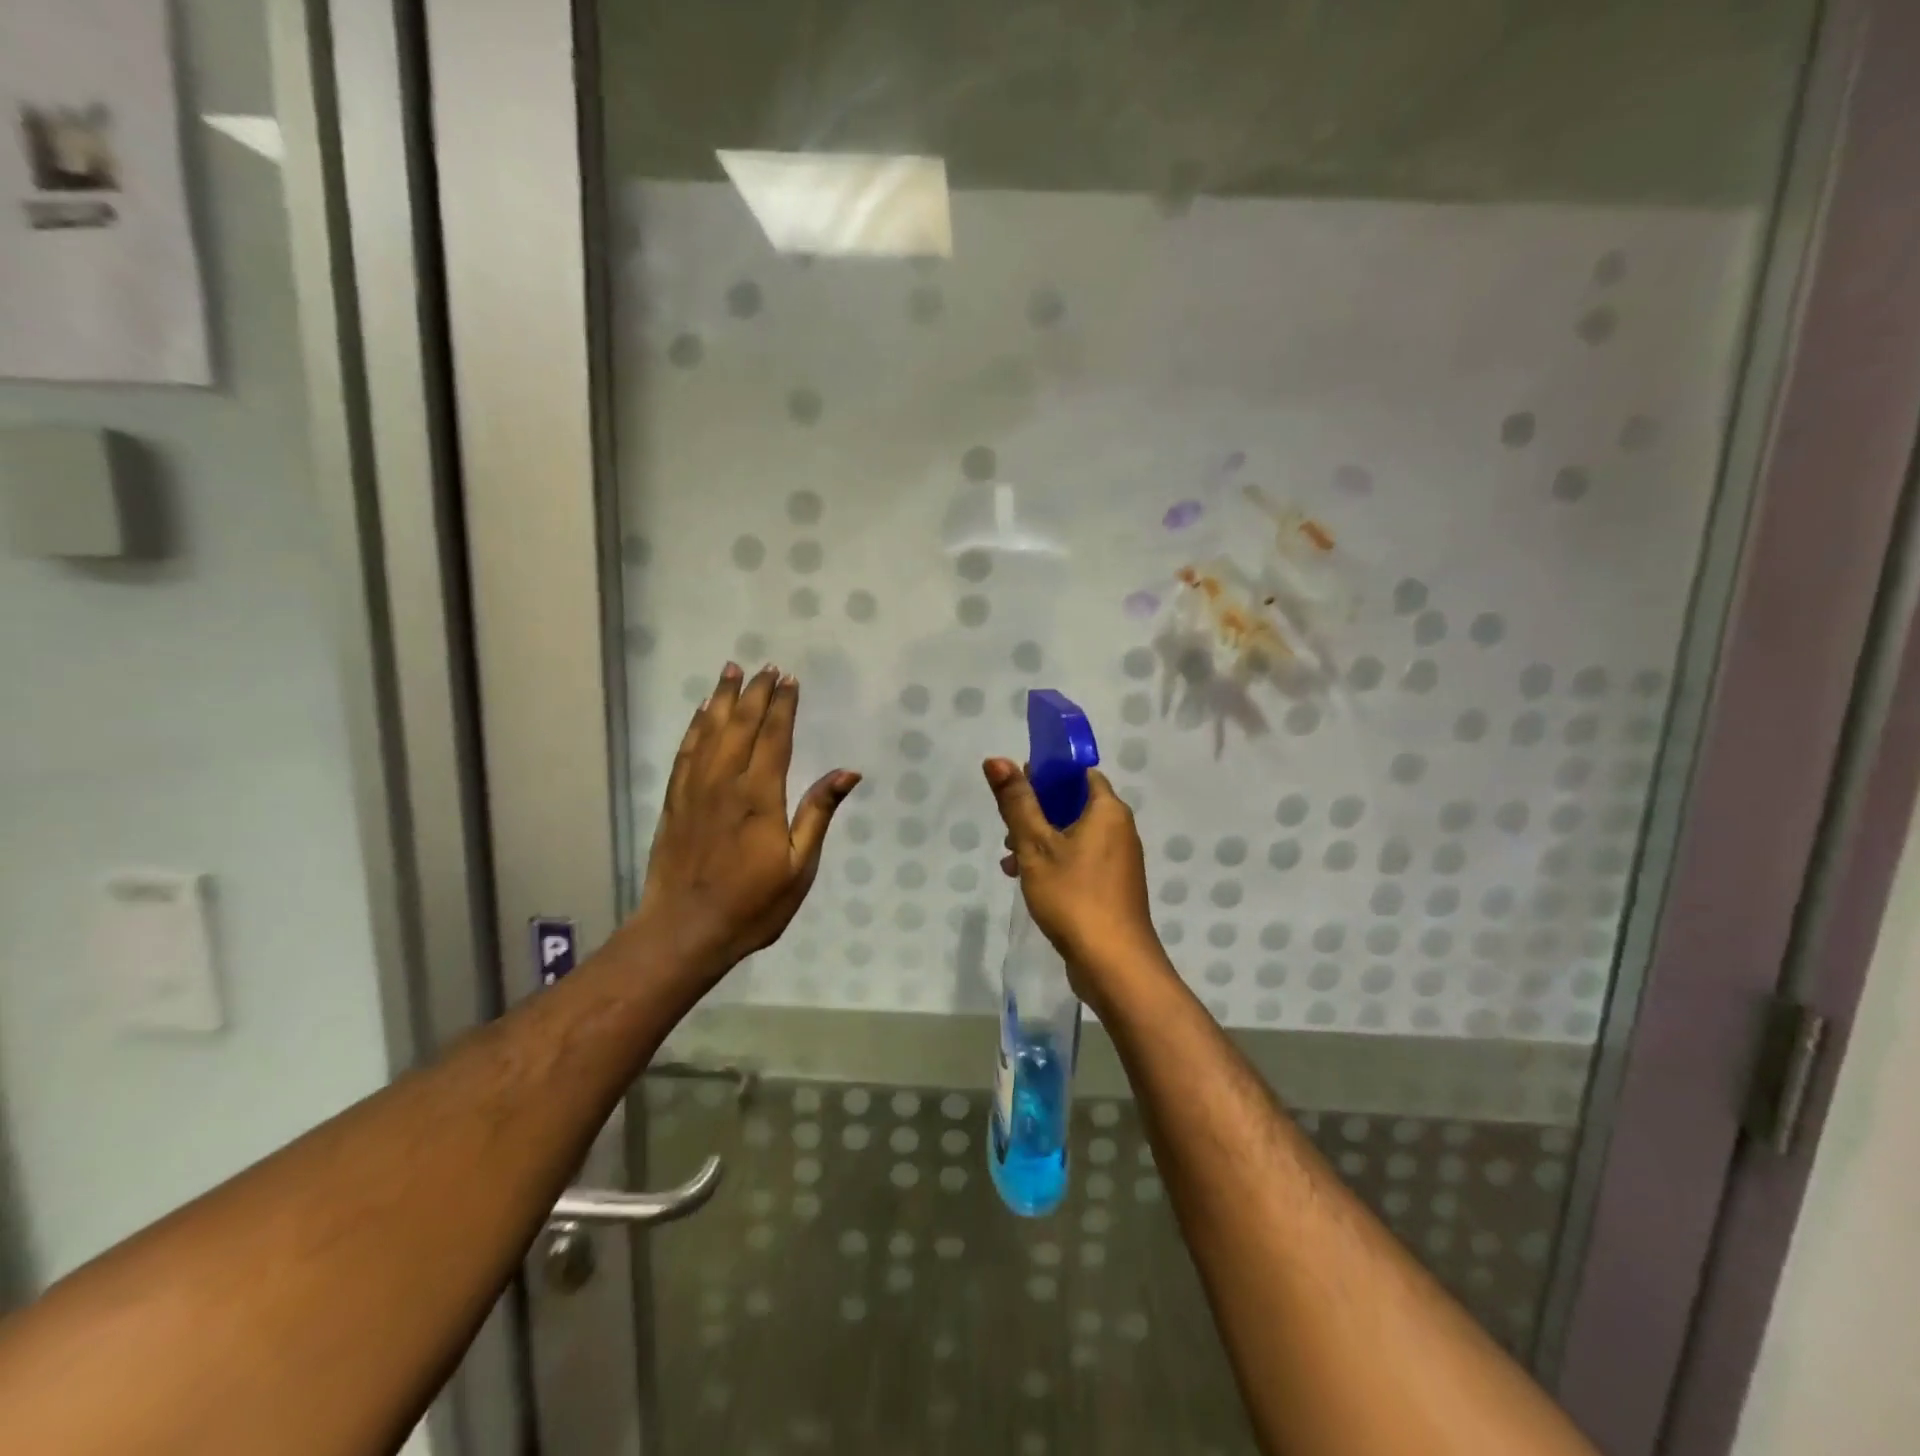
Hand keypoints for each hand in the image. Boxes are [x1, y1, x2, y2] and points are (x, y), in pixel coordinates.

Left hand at [634, 664, 858, 986]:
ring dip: (722, 698)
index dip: (783, 706)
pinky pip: (686, 751)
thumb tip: (847, 772)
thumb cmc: (752, 904)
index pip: (774, 737)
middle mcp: (725, 782)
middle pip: (741, 725)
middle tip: (766, 666)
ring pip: (710, 730)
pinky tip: (702, 712)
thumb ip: (818, 814)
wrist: (684, 930)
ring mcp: (695, 789)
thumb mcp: (798, 866)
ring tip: (732, 670)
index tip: (790, 680)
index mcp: (759, 796)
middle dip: (756, 693)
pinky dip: (695, 726)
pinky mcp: (675, 801)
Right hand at [982, 758, 1167, 1004]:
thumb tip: (995, 759)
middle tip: (1008, 828)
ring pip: (1074, 836)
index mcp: (1108, 811)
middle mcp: (1120, 830)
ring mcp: (1118, 861)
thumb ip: (1016, 802)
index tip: (1018, 786)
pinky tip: (1027, 881)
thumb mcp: (1036, 846)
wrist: (1114, 963)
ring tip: (1010, 861)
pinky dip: (1055, 863)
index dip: (1048, 774)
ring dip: (1041, 841)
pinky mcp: (1112, 888)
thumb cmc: (1074, 896)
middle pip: (1074, 805)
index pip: (1079, 774)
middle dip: (1037, 812)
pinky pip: (1080, 861)